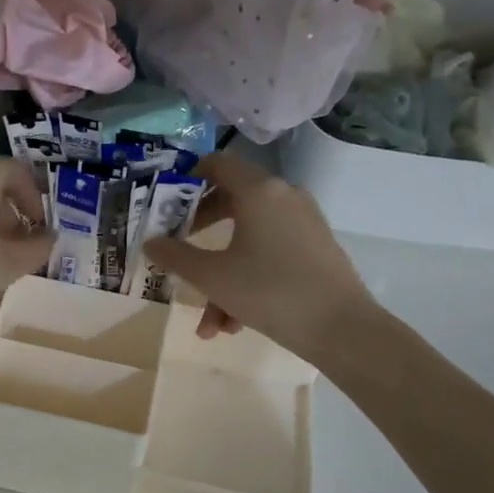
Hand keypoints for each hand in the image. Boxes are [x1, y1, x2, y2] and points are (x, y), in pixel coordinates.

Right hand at [143, 153, 372, 360]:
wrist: (342, 329)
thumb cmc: (270, 291)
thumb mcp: (213, 277)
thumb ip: (176, 256)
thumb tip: (150, 243)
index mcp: (259, 191)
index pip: (218, 163)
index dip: (188, 177)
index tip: (167, 200)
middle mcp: (284, 197)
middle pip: (231, 202)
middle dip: (200, 233)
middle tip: (178, 250)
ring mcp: (304, 222)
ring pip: (249, 239)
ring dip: (222, 276)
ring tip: (208, 323)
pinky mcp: (315, 248)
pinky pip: (271, 254)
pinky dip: (248, 280)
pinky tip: (233, 324)